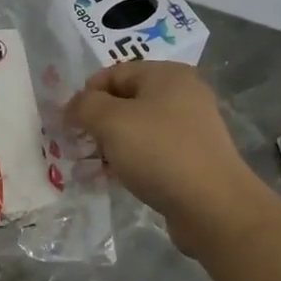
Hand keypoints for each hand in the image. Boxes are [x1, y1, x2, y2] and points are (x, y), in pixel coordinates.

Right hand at [65, 62, 270, 253]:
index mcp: (167, 75)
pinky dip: (127, 162)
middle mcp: (182, 96)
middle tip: (74, 146)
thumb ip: (84, 106)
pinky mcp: (190, 160)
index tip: (67, 122)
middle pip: (124, 102)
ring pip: (136, 131)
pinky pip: (149, 154)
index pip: (114, 73)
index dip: (86, 95)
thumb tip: (72, 106)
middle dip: (95, 123)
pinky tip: (108, 180)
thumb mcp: (111, 121)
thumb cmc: (159, 151)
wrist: (213, 207)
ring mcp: (189, 130)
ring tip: (85, 168)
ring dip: (108, 146)